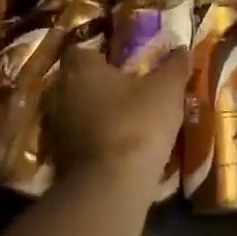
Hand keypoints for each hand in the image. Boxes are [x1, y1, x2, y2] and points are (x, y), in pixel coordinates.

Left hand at [45, 45, 188, 197]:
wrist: (110, 187)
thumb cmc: (136, 124)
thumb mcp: (166, 91)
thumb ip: (174, 66)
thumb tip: (182, 48)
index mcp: (80, 68)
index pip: (83, 50)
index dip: (103, 55)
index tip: (125, 64)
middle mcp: (59, 92)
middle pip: (77, 81)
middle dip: (99, 85)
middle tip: (128, 91)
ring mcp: (54, 128)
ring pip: (75, 112)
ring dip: (95, 115)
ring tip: (125, 121)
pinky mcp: (57, 159)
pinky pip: (76, 140)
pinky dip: (93, 141)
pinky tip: (117, 148)